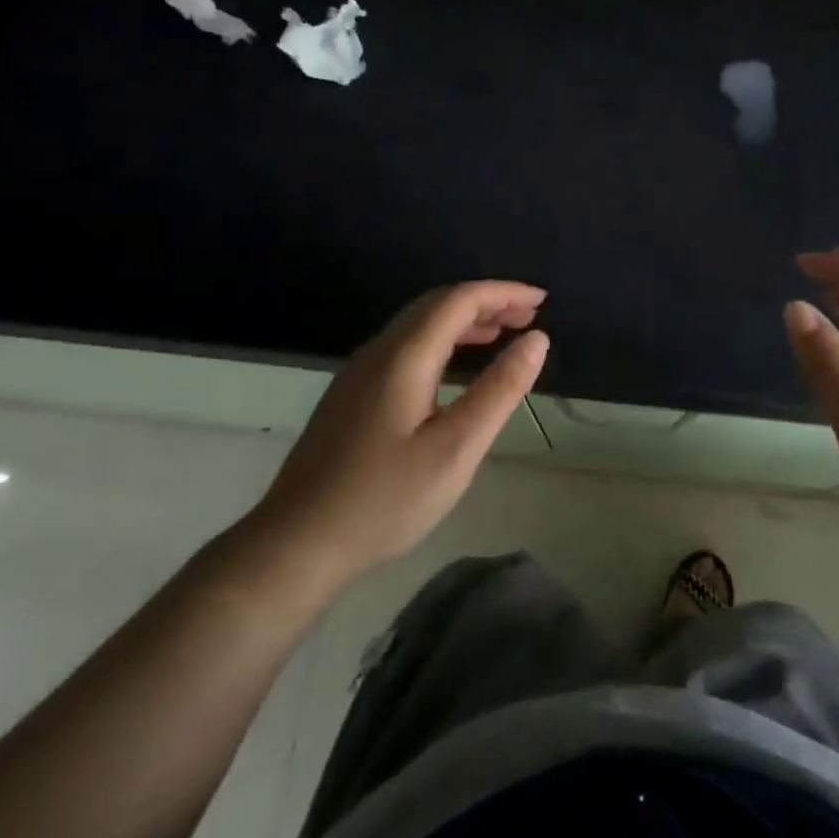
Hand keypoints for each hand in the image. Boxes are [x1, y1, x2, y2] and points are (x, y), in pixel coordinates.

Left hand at [251, 282, 549, 589]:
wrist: (297, 544)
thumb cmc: (385, 500)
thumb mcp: (456, 448)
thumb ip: (499, 390)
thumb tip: (537, 340)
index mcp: (403, 357)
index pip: (458, 300)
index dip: (503, 293)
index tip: (542, 300)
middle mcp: (377, 353)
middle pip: (436, 305)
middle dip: (486, 302)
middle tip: (529, 315)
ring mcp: (358, 374)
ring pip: (417, 326)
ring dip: (463, 321)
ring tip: (502, 334)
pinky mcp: (351, 396)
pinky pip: (404, 348)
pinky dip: (441, 342)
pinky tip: (455, 369)